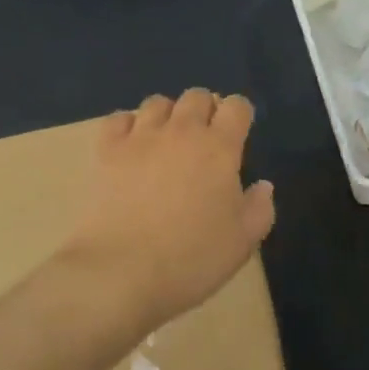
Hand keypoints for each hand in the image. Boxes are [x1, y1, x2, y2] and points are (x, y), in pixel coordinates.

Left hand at [60, 89, 275, 329]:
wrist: (120, 273)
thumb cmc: (191, 260)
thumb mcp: (242, 243)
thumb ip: (259, 208)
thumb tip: (262, 185)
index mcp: (220, 148)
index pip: (237, 106)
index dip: (240, 115)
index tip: (238, 136)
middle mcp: (182, 132)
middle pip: (196, 96)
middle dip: (205, 110)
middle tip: (204, 141)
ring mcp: (140, 138)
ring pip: (157, 102)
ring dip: (168, 115)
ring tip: (167, 142)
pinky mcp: (106, 151)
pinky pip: (118, 119)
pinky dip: (128, 126)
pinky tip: (131, 147)